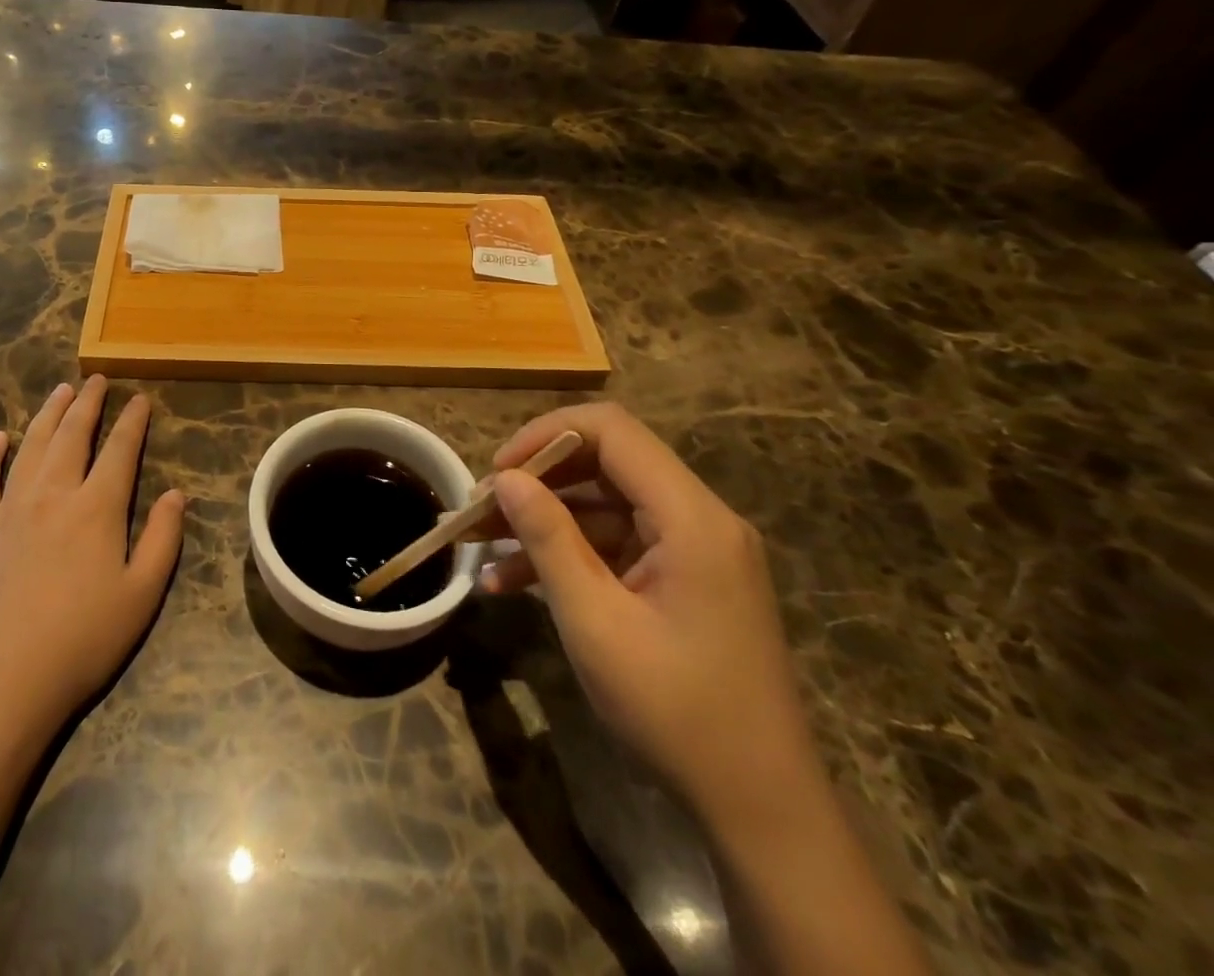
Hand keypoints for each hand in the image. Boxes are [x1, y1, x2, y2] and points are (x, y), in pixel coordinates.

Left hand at [0, 377, 185, 742]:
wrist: (2, 682)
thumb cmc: (82, 641)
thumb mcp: (141, 595)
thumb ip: (162, 539)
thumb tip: (177, 493)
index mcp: (97, 508)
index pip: (120, 450)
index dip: (132, 421)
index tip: (140, 399)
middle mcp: (54, 495)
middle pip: (73, 435)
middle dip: (88, 403)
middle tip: (97, 380)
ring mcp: (10, 510)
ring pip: (31, 446)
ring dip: (47, 414)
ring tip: (59, 391)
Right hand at [481, 403, 816, 826]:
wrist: (760, 811)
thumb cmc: (677, 712)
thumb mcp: (595, 621)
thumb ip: (549, 538)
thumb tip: (505, 478)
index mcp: (691, 518)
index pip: (612, 430)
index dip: (546, 435)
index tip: (498, 471)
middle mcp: (698, 519)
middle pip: (605, 464)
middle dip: (537, 481)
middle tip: (481, 510)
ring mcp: (693, 551)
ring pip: (604, 506)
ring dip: (543, 522)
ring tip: (481, 547)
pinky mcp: (684, 581)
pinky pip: (616, 545)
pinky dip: (568, 555)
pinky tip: (513, 583)